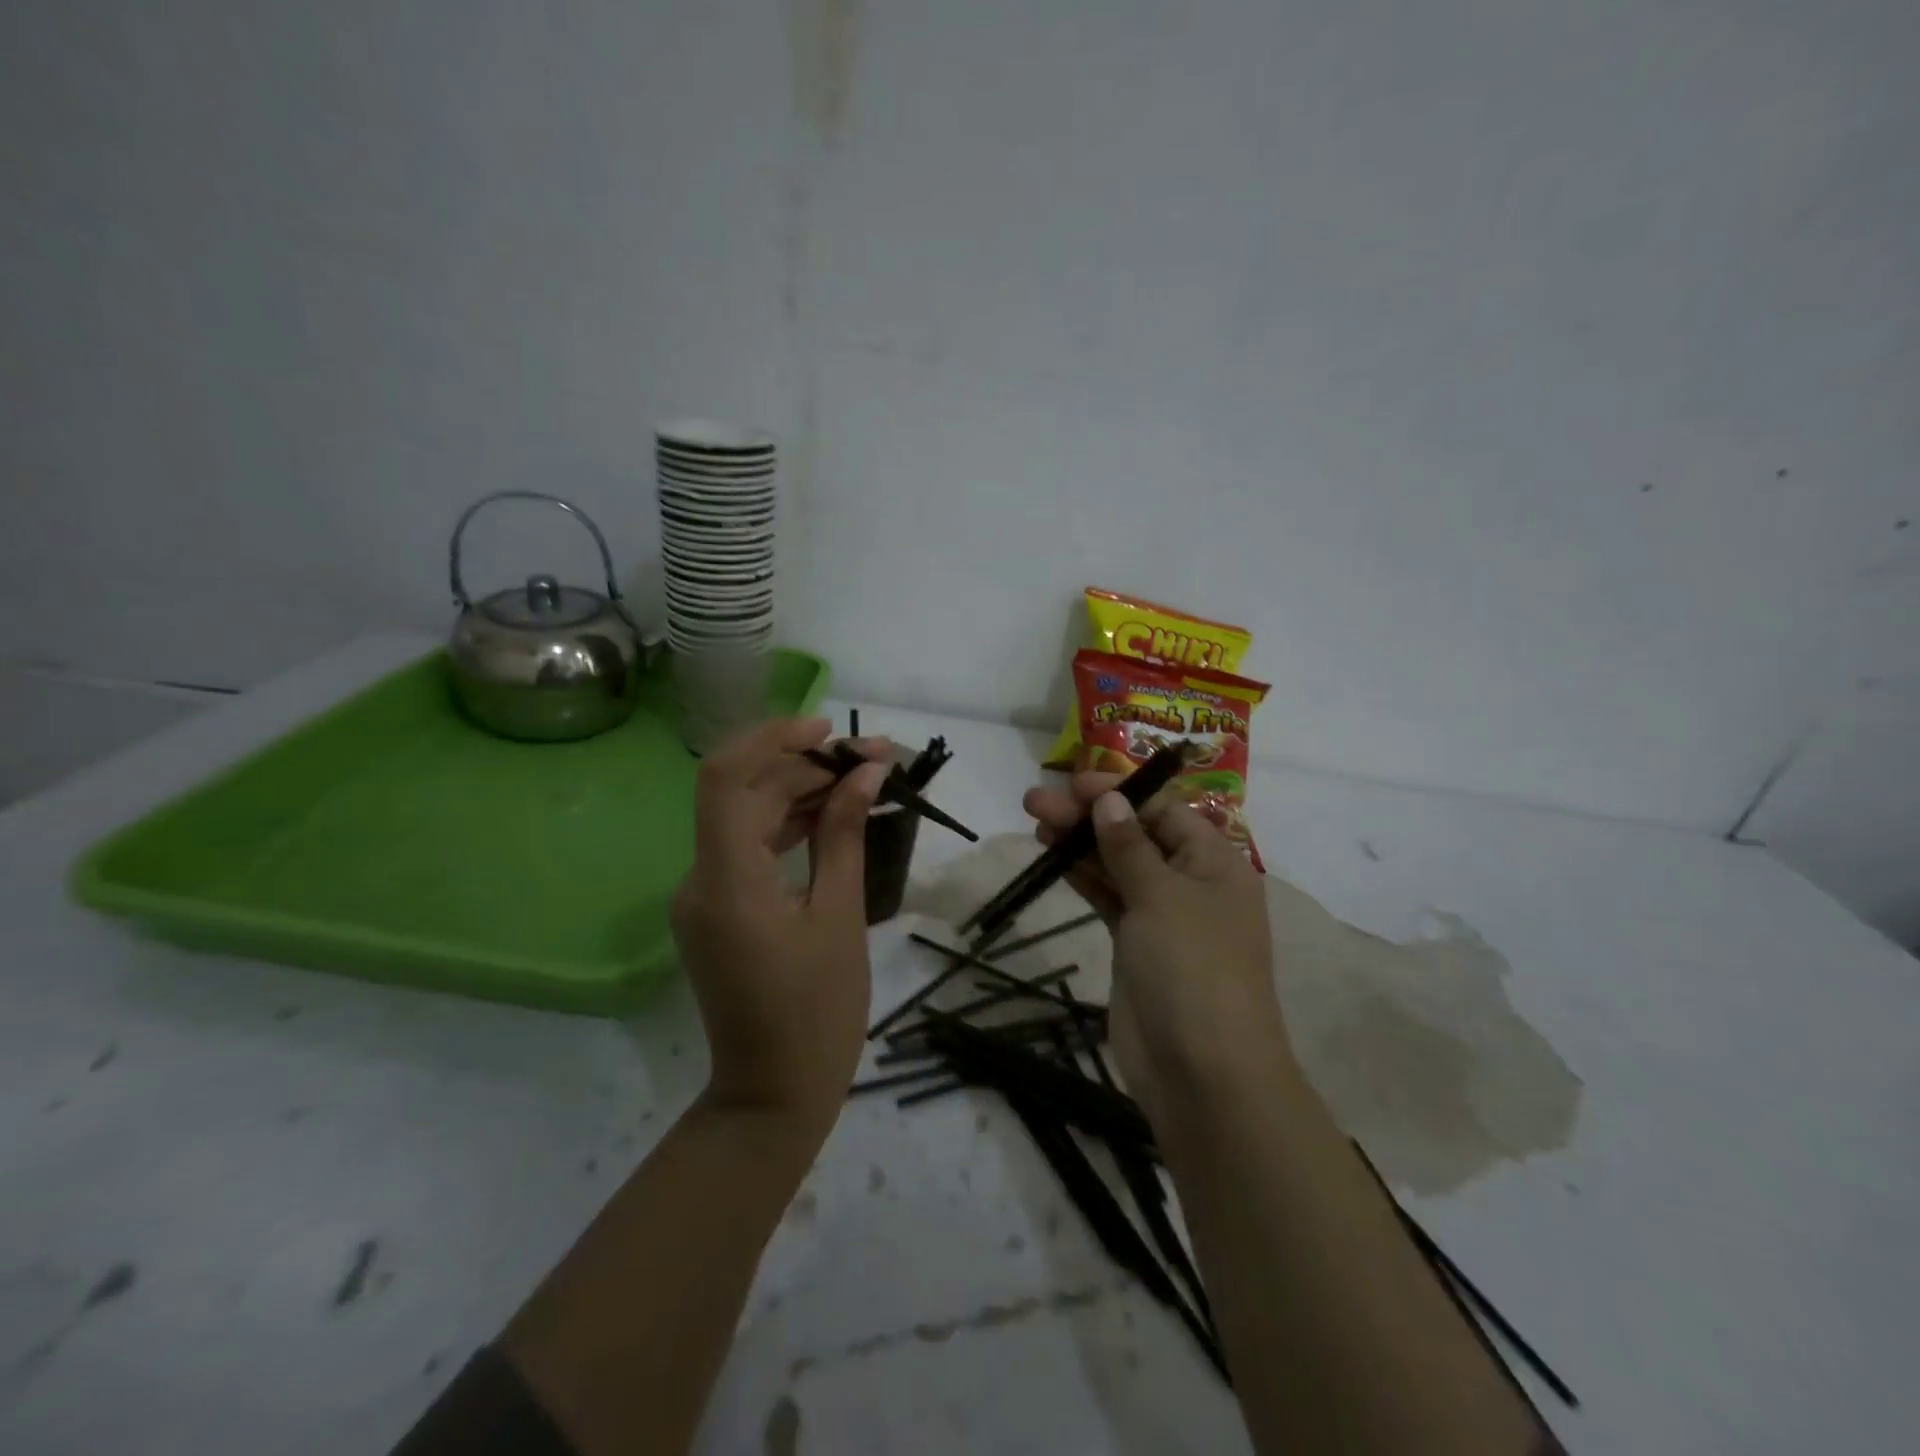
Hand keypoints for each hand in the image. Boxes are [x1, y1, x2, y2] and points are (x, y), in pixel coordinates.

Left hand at [671, 717, 889, 1126]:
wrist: (772, 1093)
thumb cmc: (818, 1012)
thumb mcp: (840, 917)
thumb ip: (845, 836)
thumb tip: (864, 774)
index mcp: (726, 882)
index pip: (725, 778)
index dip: (772, 739)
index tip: (829, 731)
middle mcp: (700, 879)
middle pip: (743, 793)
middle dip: (806, 765)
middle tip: (874, 760)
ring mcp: (704, 894)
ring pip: (747, 817)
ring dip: (801, 792)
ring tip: (864, 780)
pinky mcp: (718, 908)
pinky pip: (750, 848)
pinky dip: (790, 825)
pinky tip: (835, 815)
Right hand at [1022, 775, 1285, 1114]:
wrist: (1202, 1074)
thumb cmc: (1192, 970)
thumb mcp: (1162, 897)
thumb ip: (1129, 846)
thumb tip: (1111, 800)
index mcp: (1215, 863)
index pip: (1163, 810)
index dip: (1119, 793)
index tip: (1071, 784)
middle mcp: (1191, 882)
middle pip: (1135, 834)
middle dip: (1088, 816)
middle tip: (1035, 803)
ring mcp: (1163, 916)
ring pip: (1117, 865)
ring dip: (1080, 844)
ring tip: (1035, 824)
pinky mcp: (1136, 945)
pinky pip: (1109, 898)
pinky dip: (1083, 877)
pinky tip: (1053, 860)